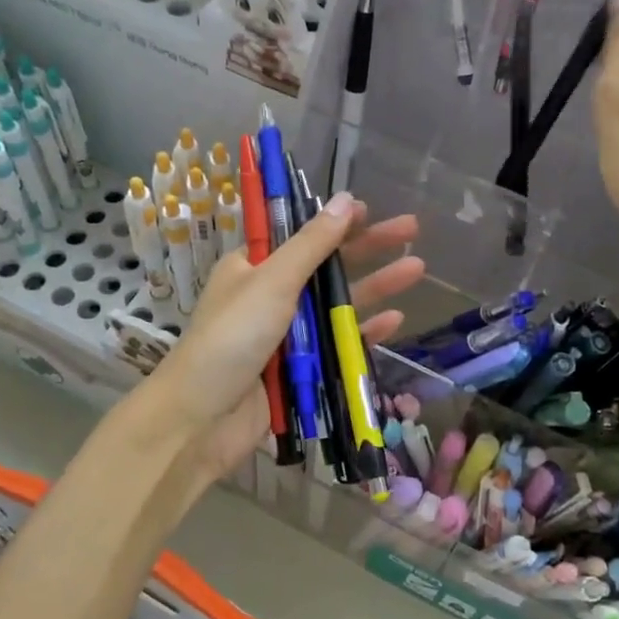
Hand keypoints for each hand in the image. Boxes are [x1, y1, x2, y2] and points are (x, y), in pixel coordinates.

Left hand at [142, 193, 423, 484]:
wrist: (201, 419)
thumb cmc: (231, 338)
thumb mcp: (272, 281)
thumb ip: (312, 243)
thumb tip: (345, 199)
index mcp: (253, 268)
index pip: (300, 234)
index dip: (334, 220)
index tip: (369, 208)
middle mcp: (270, 296)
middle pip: (326, 265)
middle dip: (368, 248)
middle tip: (411, 229)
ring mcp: (286, 334)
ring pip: (337, 304)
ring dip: (375, 287)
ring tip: (417, 270)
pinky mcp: (299, 369)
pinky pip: (337, 344)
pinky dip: (363, 331)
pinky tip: (395, 320)